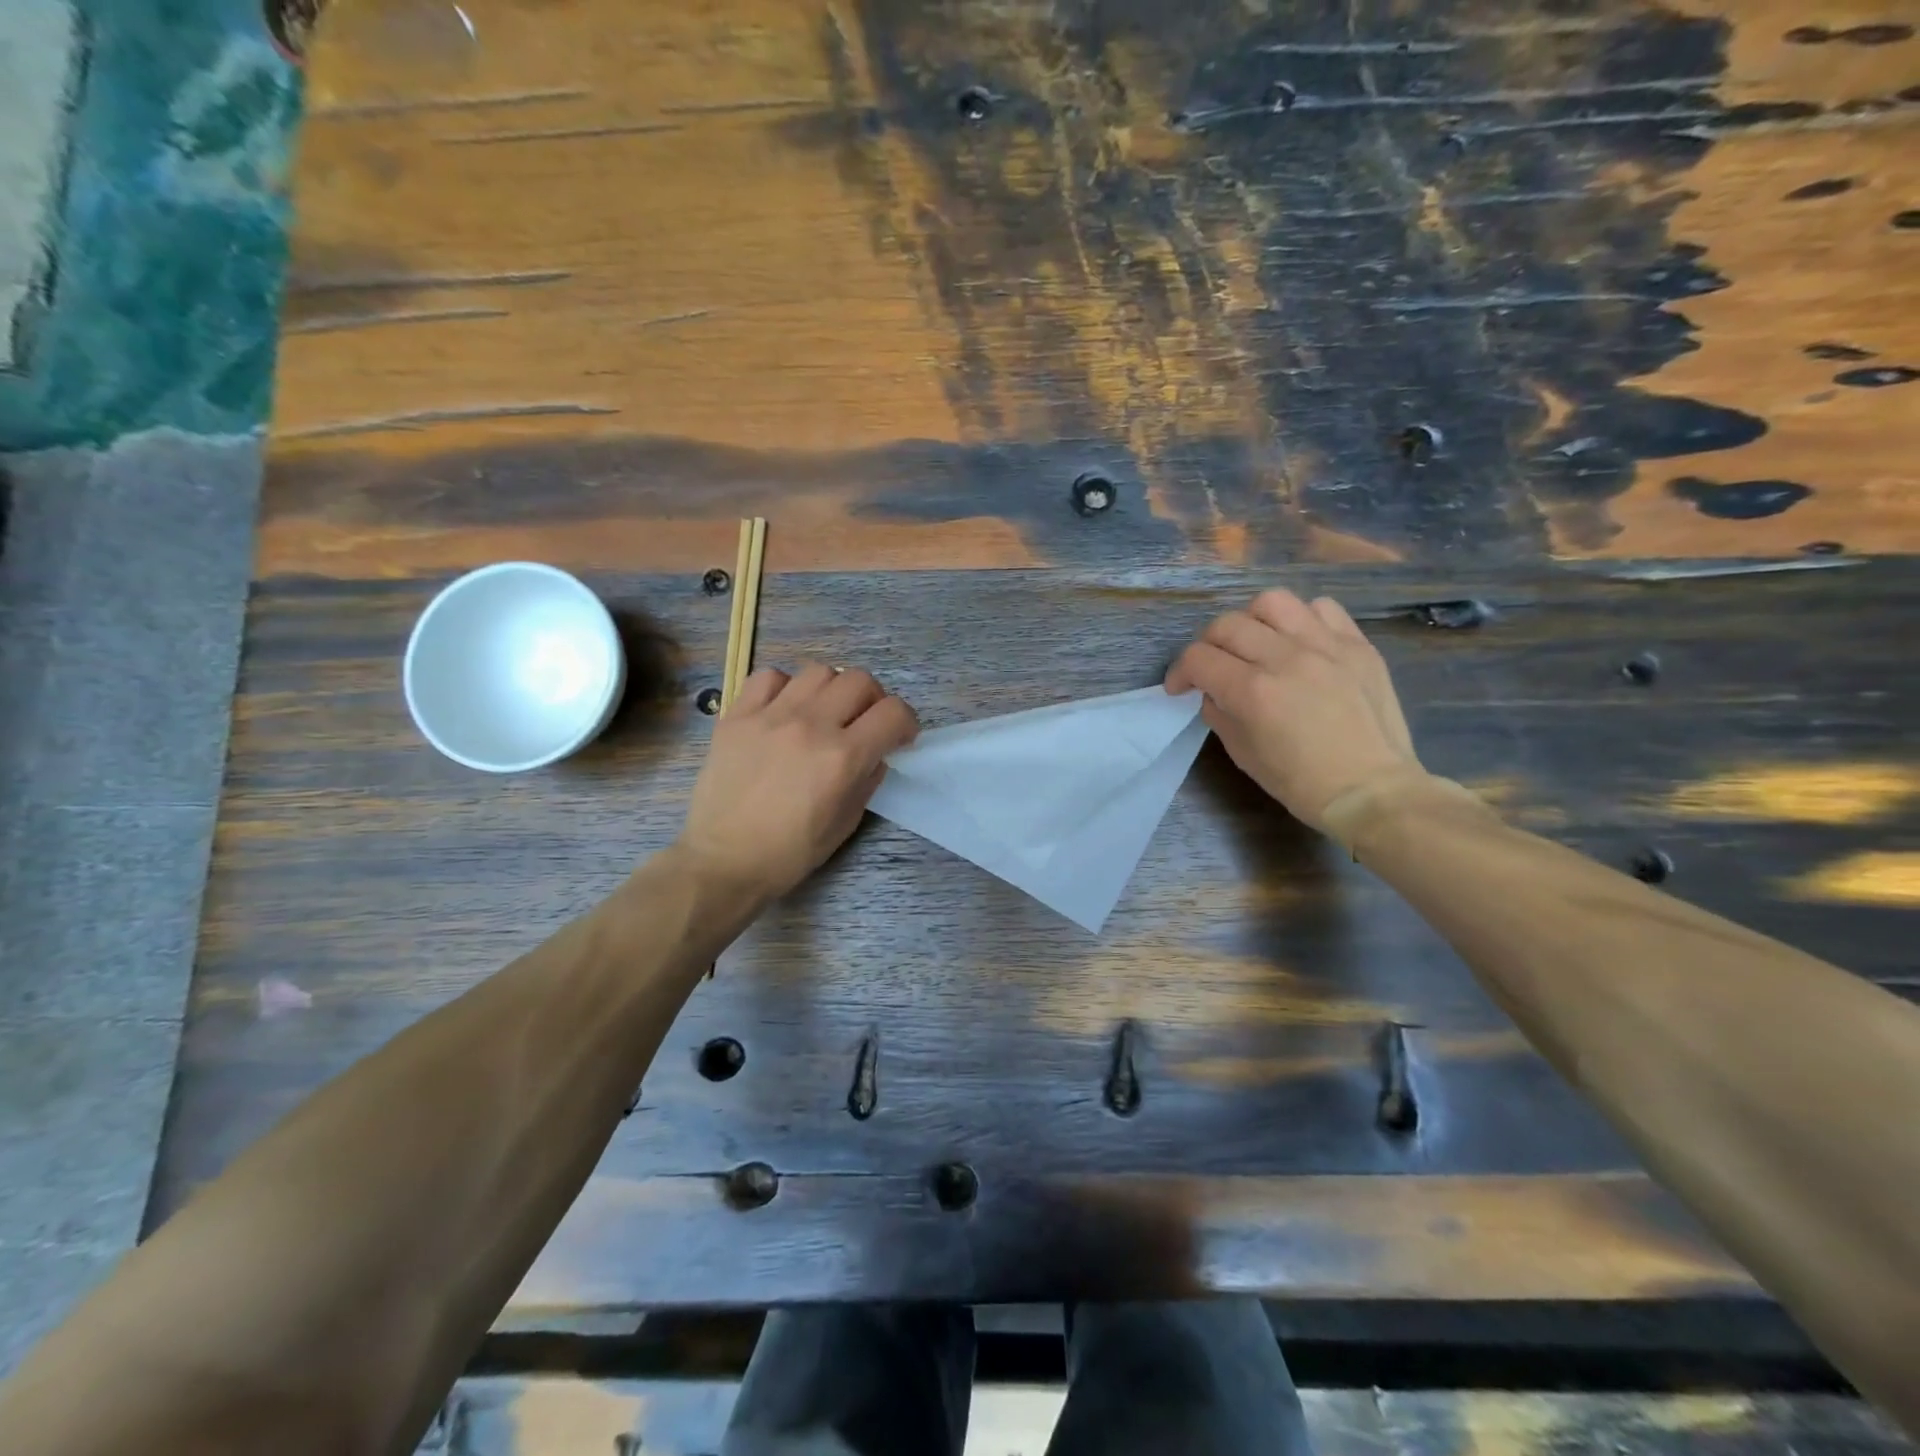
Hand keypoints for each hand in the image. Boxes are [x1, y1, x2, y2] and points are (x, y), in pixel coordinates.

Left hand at [678, 663, 917, 901]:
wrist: (723, 860)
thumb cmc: (790, 852)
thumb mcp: (846, 823)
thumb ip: (867, 780)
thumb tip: (875, 755)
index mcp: (843, 757)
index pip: (893, 713)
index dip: (906, 722)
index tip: (899, 737)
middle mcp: (810, 725)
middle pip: (859, 680)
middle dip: (873, 700)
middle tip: (864, 723)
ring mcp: (770, 715)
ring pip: (818, 671)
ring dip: (832, 689)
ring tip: (824, 712)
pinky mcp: (737, 716)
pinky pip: (768, 677)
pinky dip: (785, 687)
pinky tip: (783, 709)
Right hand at [1166, 590, 1423, 834]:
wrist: (1371, 790)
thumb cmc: (1301, 782)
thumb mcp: (1243, 754)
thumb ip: (1220, 714)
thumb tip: (1213, 691)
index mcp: (1252, 691)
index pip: (1198, 658)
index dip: (1180, 672)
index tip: (1182, 687)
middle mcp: (1285, 658)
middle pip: (1227, 624)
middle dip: (1208, 645)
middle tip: (1213, 665)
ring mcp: (1325, 646)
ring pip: (1272, 602)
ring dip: (1252, 620)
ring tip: (1257, 642)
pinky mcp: (1357, 644)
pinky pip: (1321, 608)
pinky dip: (1301, 619)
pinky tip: (1300, 642)